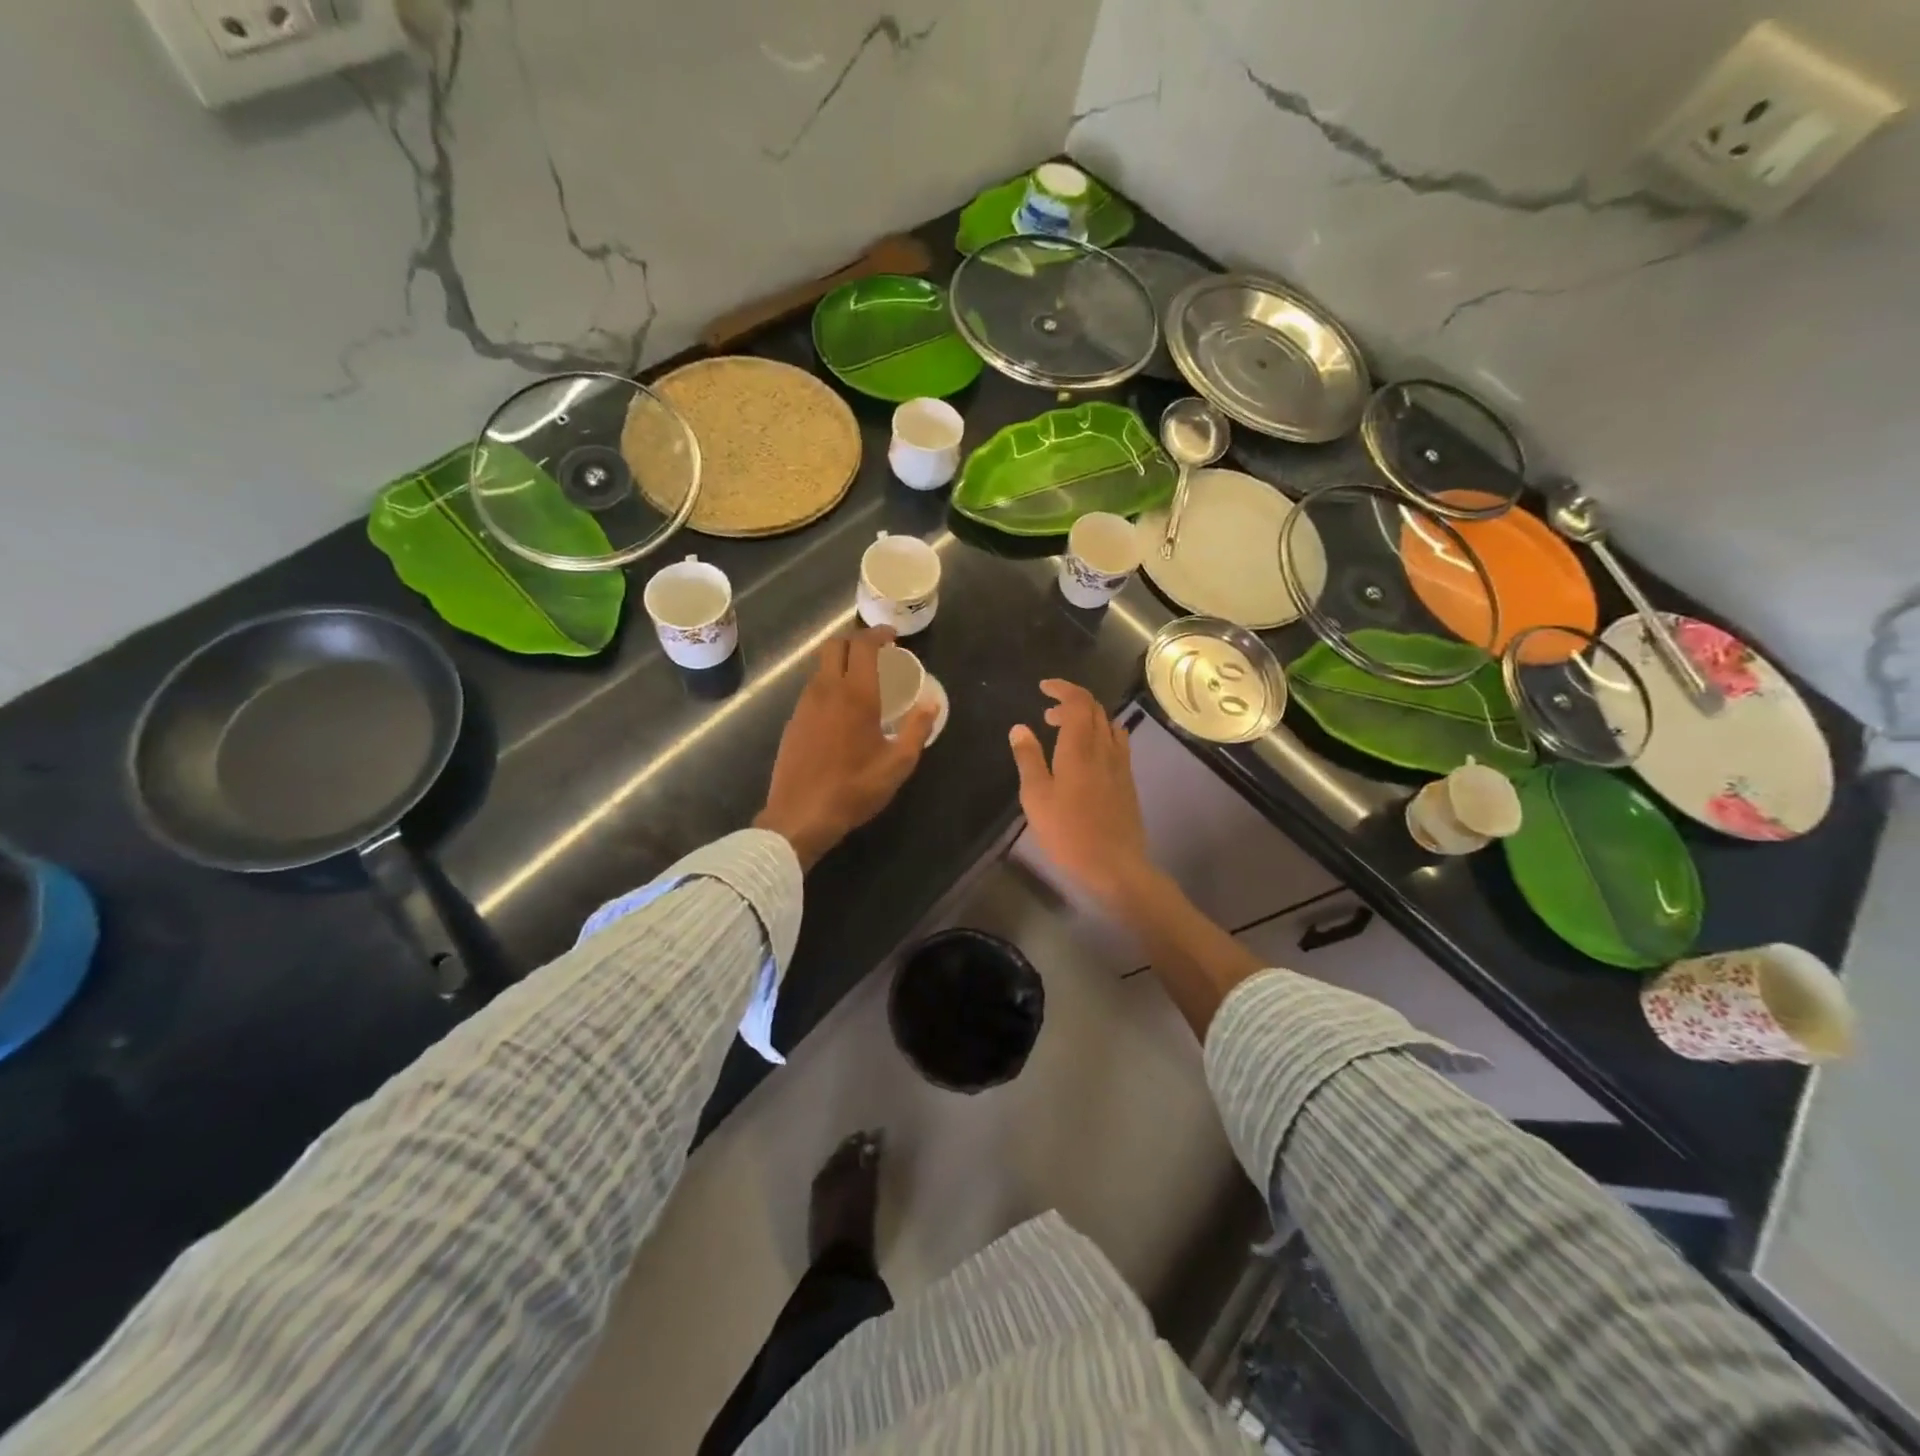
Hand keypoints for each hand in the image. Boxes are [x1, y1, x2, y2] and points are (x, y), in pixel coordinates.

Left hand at [755, 628, 938, 869]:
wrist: (800, 816)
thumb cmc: (854, 789)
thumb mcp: (897, 764)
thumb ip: (917, 729)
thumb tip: (931, 702)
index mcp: (855, 694)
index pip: (862, 645)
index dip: (878, 634)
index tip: (892, 638)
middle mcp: (826, 690)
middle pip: (834, 646)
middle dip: (856, 641)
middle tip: (877, 654)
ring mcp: (804, 705)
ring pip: (821, 667)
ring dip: (841, 664)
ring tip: (863, 683)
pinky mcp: (793, 722)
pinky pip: (813, 690)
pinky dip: (829, 685)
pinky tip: (842, 711)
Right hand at [1008, 680, 1154, 909]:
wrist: (1114, 865)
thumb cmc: (1068, 832)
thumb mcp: (1036, 796)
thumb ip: (1028, 758)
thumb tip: (1019, 727)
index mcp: (1080, 747)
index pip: (1078, 702)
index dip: (1062, 688)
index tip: (1043, 688)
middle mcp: (1105, 748)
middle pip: (1095, 709)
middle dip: (1071, 702)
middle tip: (1047, 715)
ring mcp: (1121, 764)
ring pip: (1108, 724)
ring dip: (1087, 718)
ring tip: (1065, 732)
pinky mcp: (1128, 780)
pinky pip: (1117, 742)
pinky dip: (1100, 734)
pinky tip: (1088, 755)